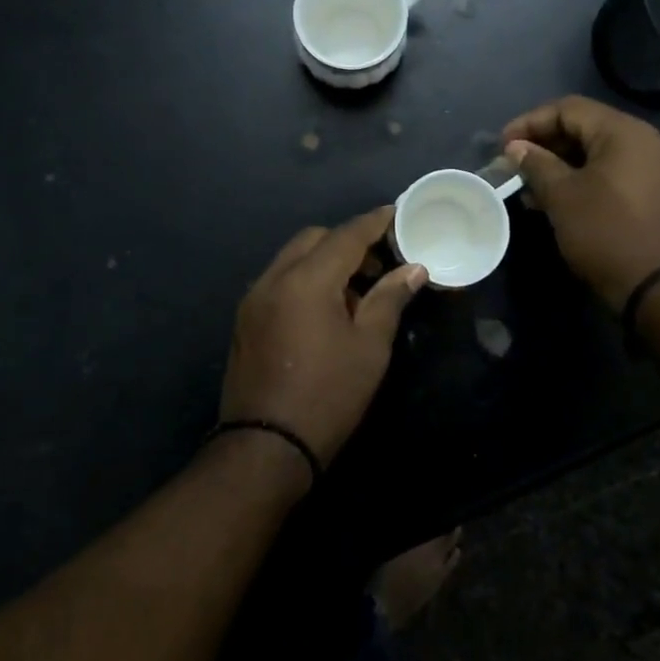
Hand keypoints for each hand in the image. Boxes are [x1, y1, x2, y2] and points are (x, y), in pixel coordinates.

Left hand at [221, 207, 427, 469]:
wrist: (265, 447)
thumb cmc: (328, 395)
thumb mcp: (369, 346)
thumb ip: (390, 298)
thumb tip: (413, 268)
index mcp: (306, 279)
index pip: (346, 235)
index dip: (374, 222)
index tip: (396, 213)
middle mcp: (274, 278)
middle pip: (314, 239)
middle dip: (347, 241)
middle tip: (379, 262)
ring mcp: (254, 298)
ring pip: (293, 257)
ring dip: (324, 260)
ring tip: (356, 289)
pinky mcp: (246, 319)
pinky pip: (279, 280)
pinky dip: (304, 278)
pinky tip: (326, 308)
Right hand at [502, 95, 659, 310]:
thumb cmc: (607, 233)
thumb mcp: (562, 196)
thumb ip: (536, 164)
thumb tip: (516, 148)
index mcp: (625, 132)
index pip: (569, 109)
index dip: (530, 122)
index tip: (502, 146)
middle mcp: (648, 141)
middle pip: (586, 128)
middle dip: (546, 144)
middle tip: (515, 166)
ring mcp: (659, 169)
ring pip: (600, 153)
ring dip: (563, 165)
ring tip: (531, 188)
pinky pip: (616, 174)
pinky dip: (586, 179)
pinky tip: (561, 200)